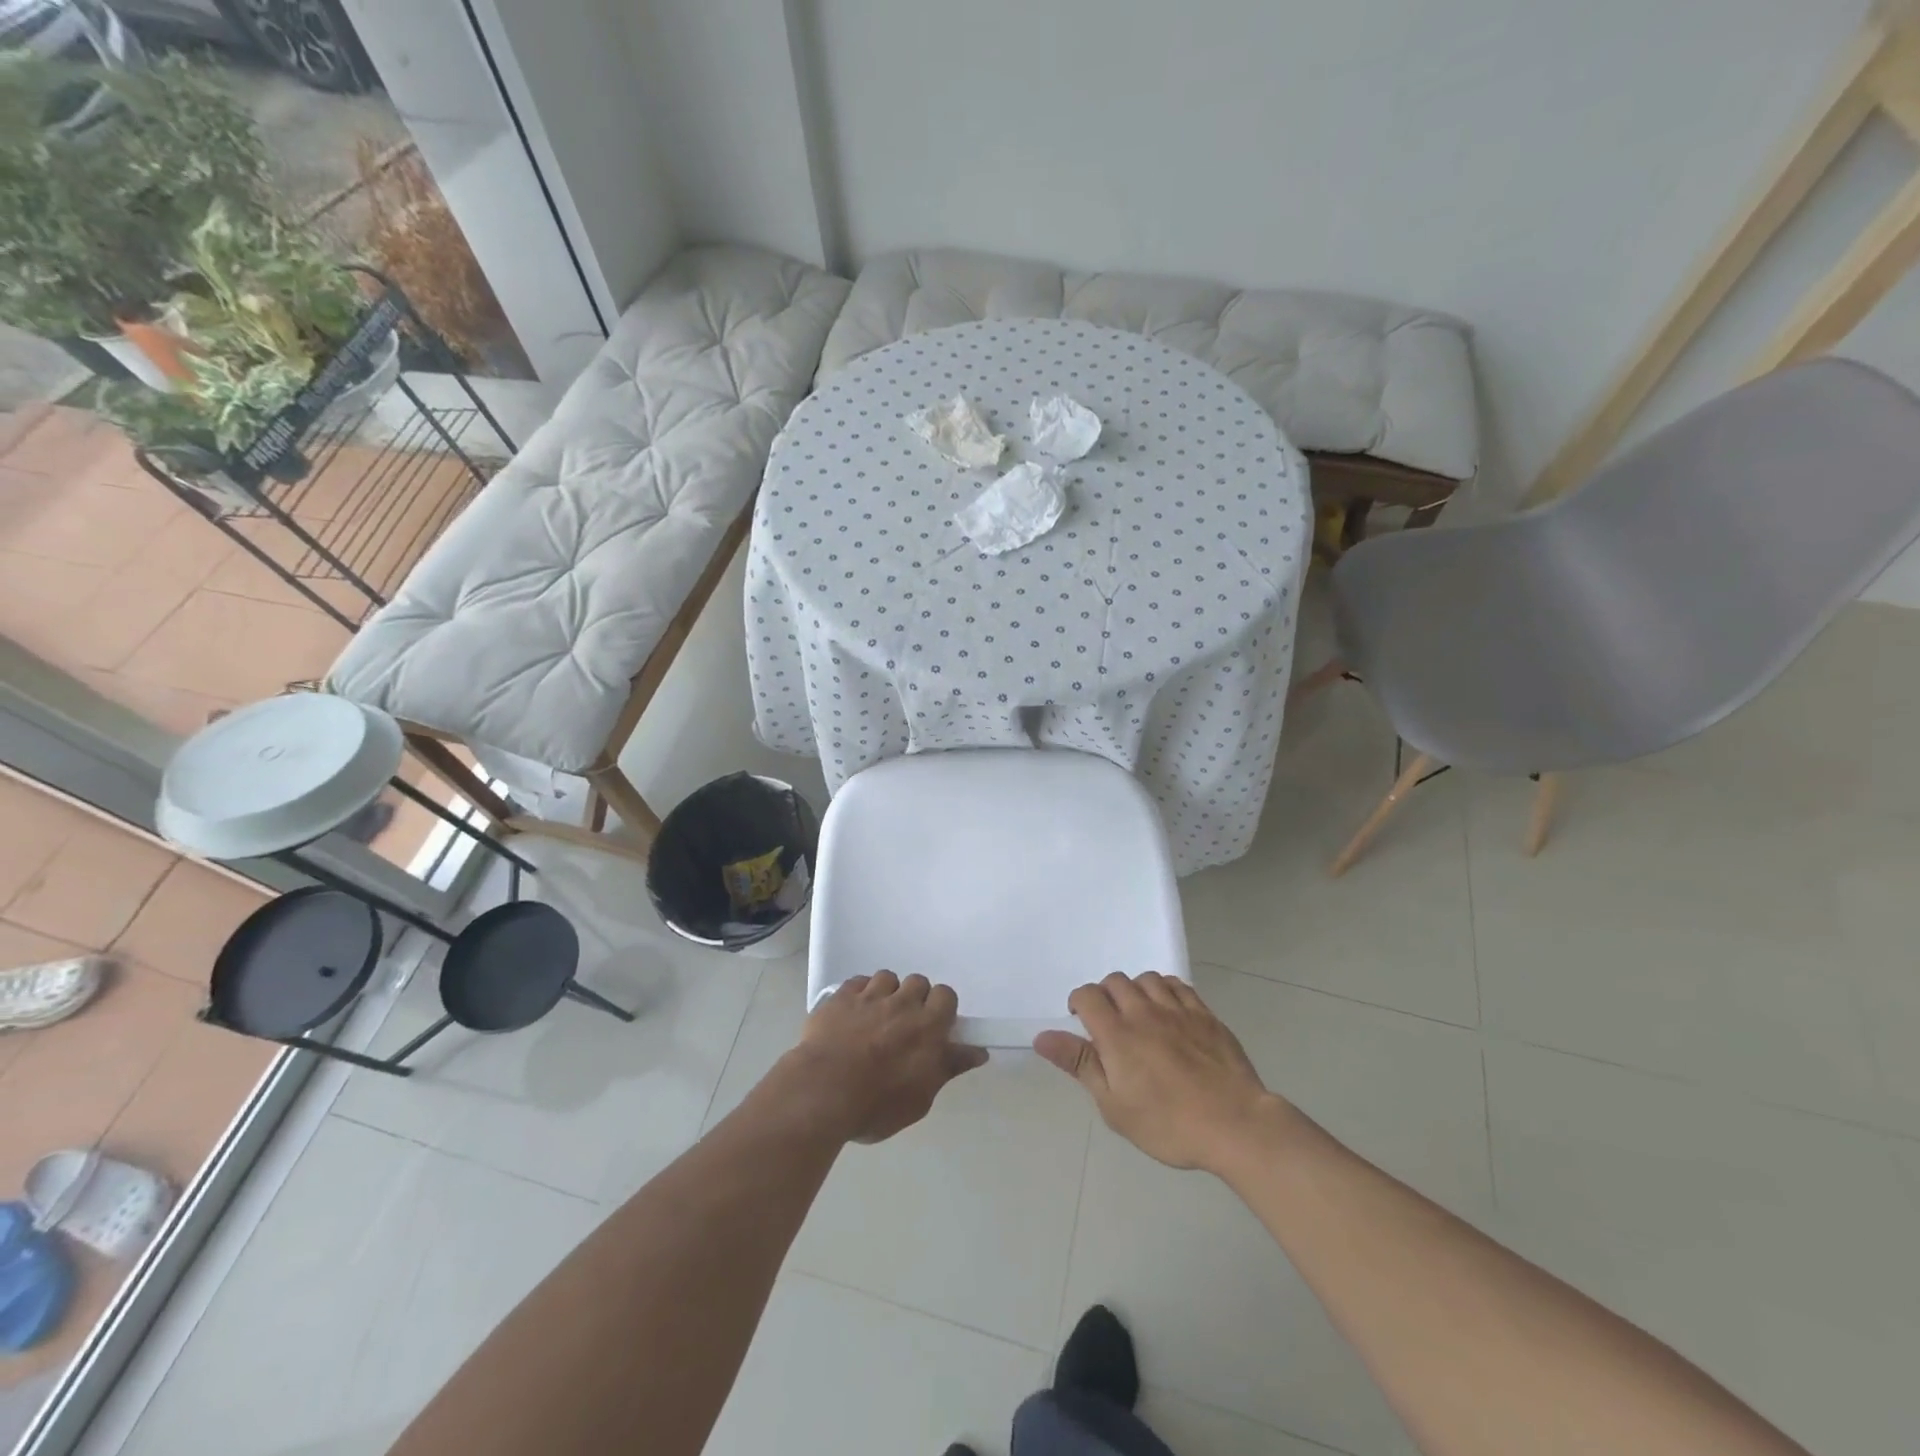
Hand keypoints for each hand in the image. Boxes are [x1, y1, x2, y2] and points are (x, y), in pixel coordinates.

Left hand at [781, 971, 987, 1143]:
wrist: (822, 1093)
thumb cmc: (877, 1104)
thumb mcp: (921, 1098)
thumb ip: (948, 1068)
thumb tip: (978, 1051)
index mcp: (927, 1026)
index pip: (946, 995)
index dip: (941, 1008)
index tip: (934, 1027)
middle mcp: (902, 1003)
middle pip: (918, 982)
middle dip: (915, 998)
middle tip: (904, 1025)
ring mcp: (869, 996)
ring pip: (887, 978)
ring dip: (887, 993)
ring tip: (876, 1017)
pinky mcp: (840, 997)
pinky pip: (857, 982)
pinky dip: (859, 993)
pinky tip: (853, 1013)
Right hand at [1035, 973, 1286, 1173]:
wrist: (1235, 1124)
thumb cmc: (1168, 1123)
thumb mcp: (1114, 1105)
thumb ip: (1080, 1064)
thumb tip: (1042, 1036)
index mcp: (1117, 1033)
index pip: (1087, 996)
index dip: (1078, 1003)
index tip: (1082, 1023)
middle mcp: (1143, 1011)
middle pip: (1115, 981)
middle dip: (1105, 995)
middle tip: (1110, 1024)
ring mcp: (1177, 1009)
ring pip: (1146, 978)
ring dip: (1135, 990)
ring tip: (1139, 1015)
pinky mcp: (1204, 1014)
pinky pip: (1178, 985)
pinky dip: (1165, 990)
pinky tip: (1168, 1011)